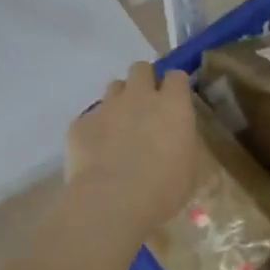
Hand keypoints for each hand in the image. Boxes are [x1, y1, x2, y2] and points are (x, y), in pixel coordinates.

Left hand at [65, 62, 197, 236]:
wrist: (112, 201)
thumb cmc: (163, 189)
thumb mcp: (189, 169)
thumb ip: (182, 143)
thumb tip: (176, 139)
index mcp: (172, 105)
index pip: (176, 76)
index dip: (175, 86)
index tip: (175, 101)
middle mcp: (139, 96)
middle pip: (141, 69)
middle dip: (144, 81)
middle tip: (146, 107)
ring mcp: (107, 106)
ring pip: (114, 87)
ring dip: (120, 100)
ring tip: (120, 128)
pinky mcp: (81, 123)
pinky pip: (90, 117)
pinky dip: (95, 128)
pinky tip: (97, 152)